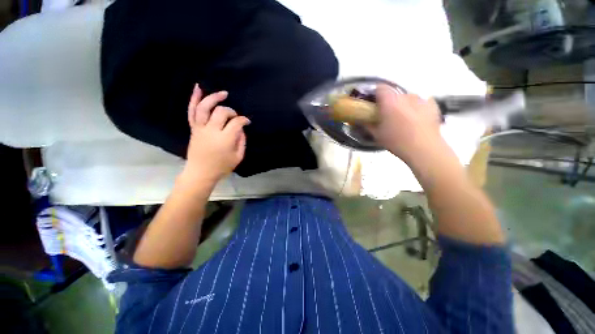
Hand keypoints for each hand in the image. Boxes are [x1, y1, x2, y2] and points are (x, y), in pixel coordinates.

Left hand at [182, 84, 249, 186]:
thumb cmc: (222, 167)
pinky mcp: (193, 129)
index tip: (247, 122)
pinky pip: (191, 111)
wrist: (200, 173)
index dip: (244, 120)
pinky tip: (198, 88)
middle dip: (231, 112)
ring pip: (204, 107)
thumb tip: (241, 129)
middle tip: (235, 117)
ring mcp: (200, 128)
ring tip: (223, 93)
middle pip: (221, 112)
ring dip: (213, 98)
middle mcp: (212, 131)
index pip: (236, 123)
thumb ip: (242, 141)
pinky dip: (194, 99)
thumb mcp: (238, 157)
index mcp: (225, 139)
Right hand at [367, 85, 445, 164]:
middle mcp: (405, 96)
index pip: (380, 87)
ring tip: (402, 118)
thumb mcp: (377, 135)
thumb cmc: (396, 141)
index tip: (373, 104)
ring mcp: (421, 99)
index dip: (375, 94)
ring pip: (407, 97)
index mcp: (390, 102)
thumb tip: (361, 119)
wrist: (424, 149)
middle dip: (388, 101)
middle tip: (386, 114)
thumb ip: (367, 124)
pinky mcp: (432, 104)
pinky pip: (420, 101)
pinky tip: (415, 119)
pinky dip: (415, 107)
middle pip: (393, 93)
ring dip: (402, 104)